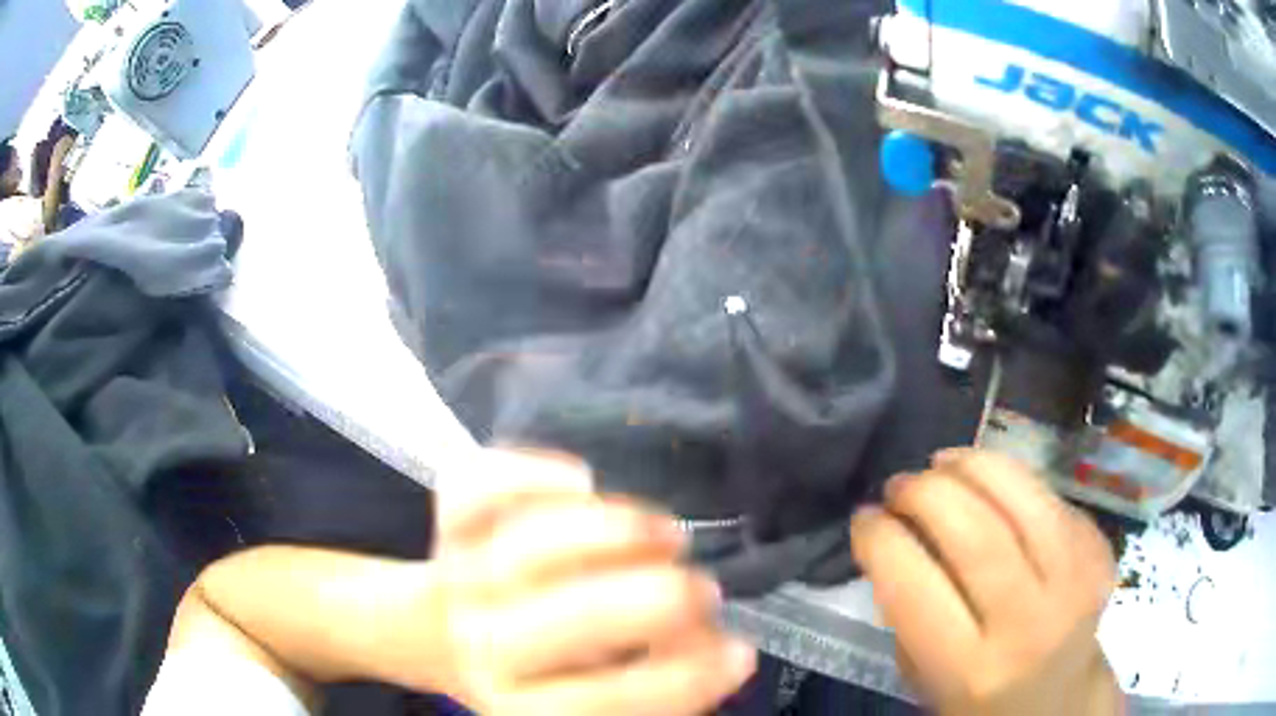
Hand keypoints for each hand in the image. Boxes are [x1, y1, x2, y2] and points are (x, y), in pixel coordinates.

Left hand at [427, 450, 756, 715]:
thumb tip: (724, 647)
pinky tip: (582, 478)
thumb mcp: (596, 693)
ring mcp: (459, 579)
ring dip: (614, 532)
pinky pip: (475, 489)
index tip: (739, 654)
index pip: (603, 702)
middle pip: (573, 620)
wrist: (451, 637)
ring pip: (531, 547)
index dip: (683, 681)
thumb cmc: (545, 670)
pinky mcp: (449, 524)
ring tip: (665, 532)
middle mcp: (482, 647)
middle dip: (657, 600)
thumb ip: (654, 679)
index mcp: (521, 705)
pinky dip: (529, 472)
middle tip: (704, 588)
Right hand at [851, 449, 1120, 715]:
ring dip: (973, 465)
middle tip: (899, 485)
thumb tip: (895, 536)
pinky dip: (1013, 481)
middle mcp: (1028, 624)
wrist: (1059, 702)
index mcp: (970, 670)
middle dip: (925, 491)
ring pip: (1022, 496)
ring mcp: (1075, 582)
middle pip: (975, 532)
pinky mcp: (1099, 553)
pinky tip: (993, 485)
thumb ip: (909, 616)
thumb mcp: (925, 680)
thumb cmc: (980, 701)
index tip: (864, 517)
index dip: (879, 538)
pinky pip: (1051, 498)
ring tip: (943, 464)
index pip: (916, 586)